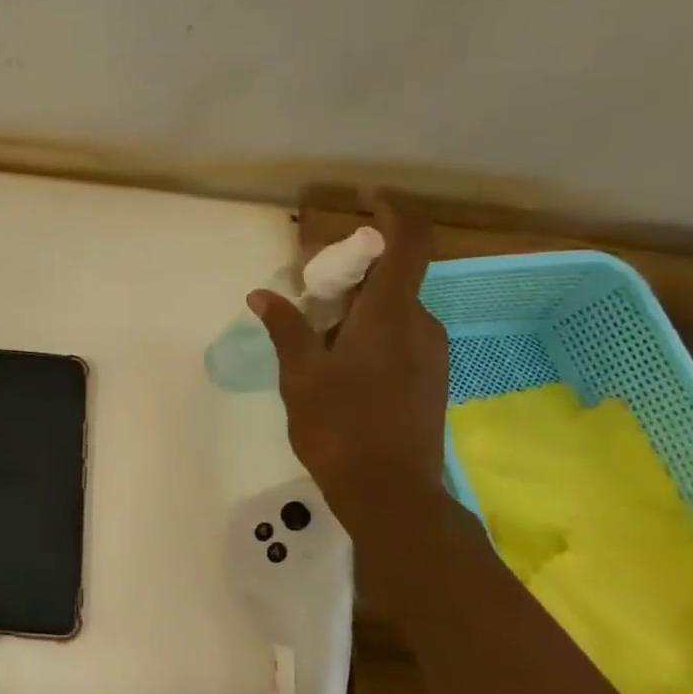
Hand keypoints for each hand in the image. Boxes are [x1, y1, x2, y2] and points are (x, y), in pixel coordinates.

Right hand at [248, 202, 449, 542]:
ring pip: (391, 310)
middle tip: (307, 296)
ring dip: (355, 309)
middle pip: (391, 277)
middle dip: (349, 275)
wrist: (392, 494)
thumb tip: (262, 294)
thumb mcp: (300, 375)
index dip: (390, 211)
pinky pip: (399, 336)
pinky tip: (336, 368)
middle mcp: (420, 325)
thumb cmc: (340, 427)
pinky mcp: (430, 377)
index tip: (362, 199)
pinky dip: (368, 333)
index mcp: (390, 315)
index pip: (408, 241)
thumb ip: (285, 328)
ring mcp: (430, 353)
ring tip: (313, 341)